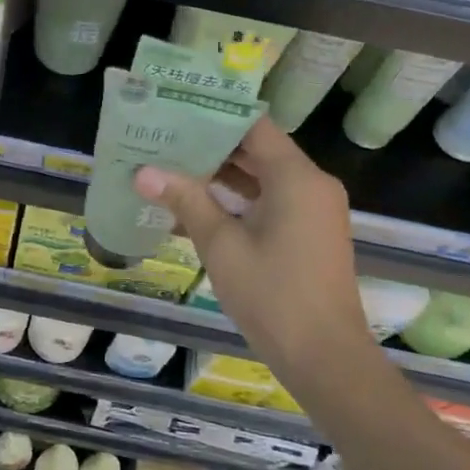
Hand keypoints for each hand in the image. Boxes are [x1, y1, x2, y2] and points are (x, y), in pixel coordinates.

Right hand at [134, 117, 371, 374]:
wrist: (326, 359)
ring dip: (224, 173)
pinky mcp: (311, 232)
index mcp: (296, 177)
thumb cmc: (273, 296)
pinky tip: (200, 202)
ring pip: (265, 175)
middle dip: (212, 145)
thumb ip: (186, 201)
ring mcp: (315, 209)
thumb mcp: (222, 246)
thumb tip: (143, 172)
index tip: (176, 109)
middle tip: (165, 137)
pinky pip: (274, 199)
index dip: (215, 115)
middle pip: (259, 149)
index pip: (253, 126)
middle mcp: (312, 184)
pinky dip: (241, 197)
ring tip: (173, 165)